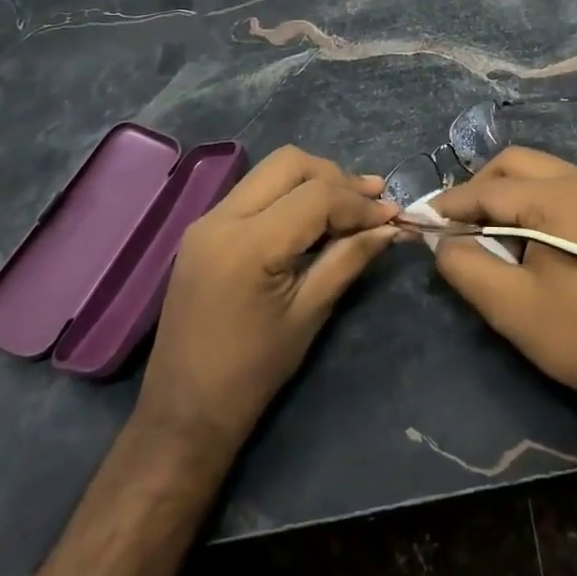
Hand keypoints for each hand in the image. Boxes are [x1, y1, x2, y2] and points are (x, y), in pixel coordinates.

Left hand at [135, 146, 399, 457]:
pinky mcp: (204, 229)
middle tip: (371, 202)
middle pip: (290, 163)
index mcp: (249, 245)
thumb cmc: (252, 373)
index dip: (359, 203)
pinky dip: (289, 194)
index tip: (393, 217)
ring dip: (314, 180)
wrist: (183, 412)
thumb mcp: (309, 314)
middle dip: (336, 177)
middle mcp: (222, 218)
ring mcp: (207, 220)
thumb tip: (390, 228)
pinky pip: (255, 190)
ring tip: (350, 204)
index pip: (317, 196)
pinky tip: (313, 218)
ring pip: (271, 170)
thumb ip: (349, 260)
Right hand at [432, 148, 576, 419]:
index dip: (452, 204)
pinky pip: (566, 187)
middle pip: (517, 163)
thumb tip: (442, 241)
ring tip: (488, 230)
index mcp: (563, 195)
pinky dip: (537, 201)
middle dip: (480, 188)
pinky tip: (528, 235)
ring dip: (509, 193)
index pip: (491, 188)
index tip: (422, 218)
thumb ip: (465, 264)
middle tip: (456, 223)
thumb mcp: (510, 305)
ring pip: (542, 172)